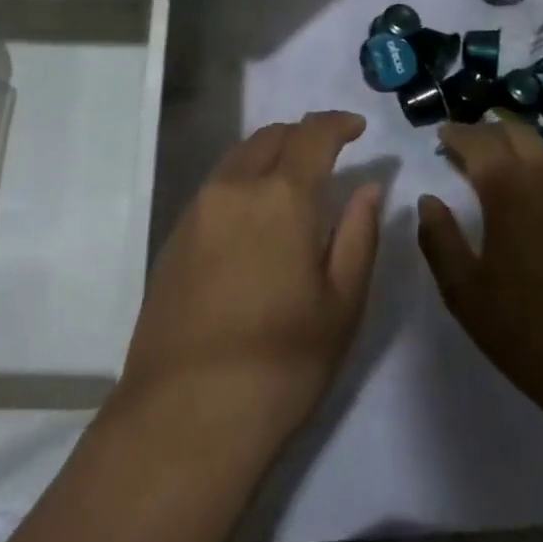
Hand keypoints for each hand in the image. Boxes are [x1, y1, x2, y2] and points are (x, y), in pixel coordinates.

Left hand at [116, 110, 382, 462]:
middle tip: (327, 155)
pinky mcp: (174, 237)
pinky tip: (253, 219)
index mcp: (281, 195)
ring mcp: (198, 210)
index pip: (312, 134)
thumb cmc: (280, 364)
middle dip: (302, 135)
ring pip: (238, 157)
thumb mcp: (340, 304)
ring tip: (291, 183)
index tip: (358, 128)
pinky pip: (216, 186)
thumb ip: (358, 235)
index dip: (338, 123)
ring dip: (270, 154)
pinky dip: (242, 181)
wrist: (184, 418)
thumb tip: (368, 188)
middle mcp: (234, 187)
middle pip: (270, 136)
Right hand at [416, 119, 542, 442]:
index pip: (478, 142)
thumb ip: (439, 239)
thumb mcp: (464, 292)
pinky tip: (529, 200)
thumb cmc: (527, 332)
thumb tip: (429, 201)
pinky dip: (537, 170)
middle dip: (485, 132)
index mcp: (509, 189)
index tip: (441, 135)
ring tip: (493, 169)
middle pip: (514, 132)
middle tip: (463, 147)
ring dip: (513, 148)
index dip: (456, 134)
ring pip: (541, 150)